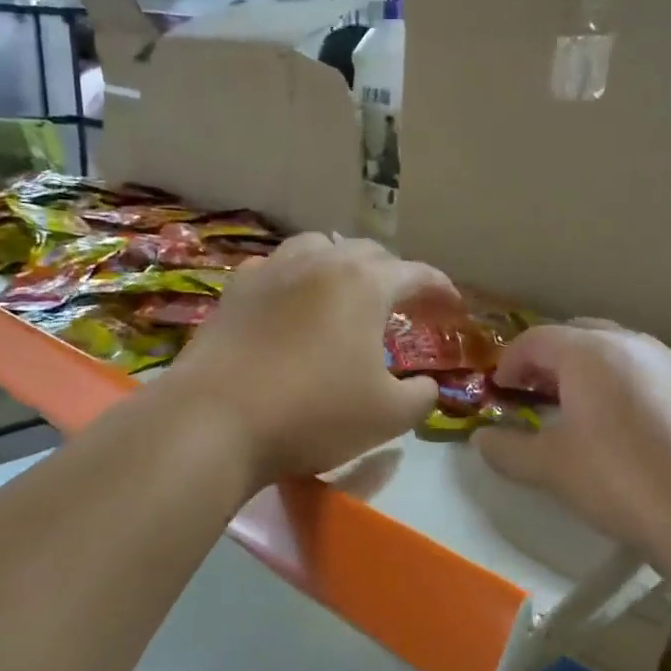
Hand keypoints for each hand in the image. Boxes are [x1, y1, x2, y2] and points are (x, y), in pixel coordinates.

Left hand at [162, 233, 459, 488]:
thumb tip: (426, 385)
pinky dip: (298, 280)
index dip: (441, 289)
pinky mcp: (235, 291)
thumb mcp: (387, 416)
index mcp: (364, 284)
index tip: (454, 308)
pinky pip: (277, 270)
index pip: (416, 274)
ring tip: (348, 294)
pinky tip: (294, 305)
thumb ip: (421, 397)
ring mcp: (271, 272)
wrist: (215, 421)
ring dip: (343, 267)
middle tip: (405, 306)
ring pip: (318, 249)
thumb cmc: (313, 415)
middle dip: (394, 276)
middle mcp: (319, 263)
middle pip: (368, 253)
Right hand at [474, 322, 670, 551]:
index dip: (510, 362)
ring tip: (582, 413)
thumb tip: (481, 440)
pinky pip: (651, 376)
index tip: (499, 391)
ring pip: (620, 354)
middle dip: (551, 360)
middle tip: (536, 394)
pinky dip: (627, 390)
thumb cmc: (620, 479)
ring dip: (591, 373)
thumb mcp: (551, 468)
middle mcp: (634, 344)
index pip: (536, 339)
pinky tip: (631, 433)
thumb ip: (508, 450)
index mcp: (590, 352)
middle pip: (580, 335)